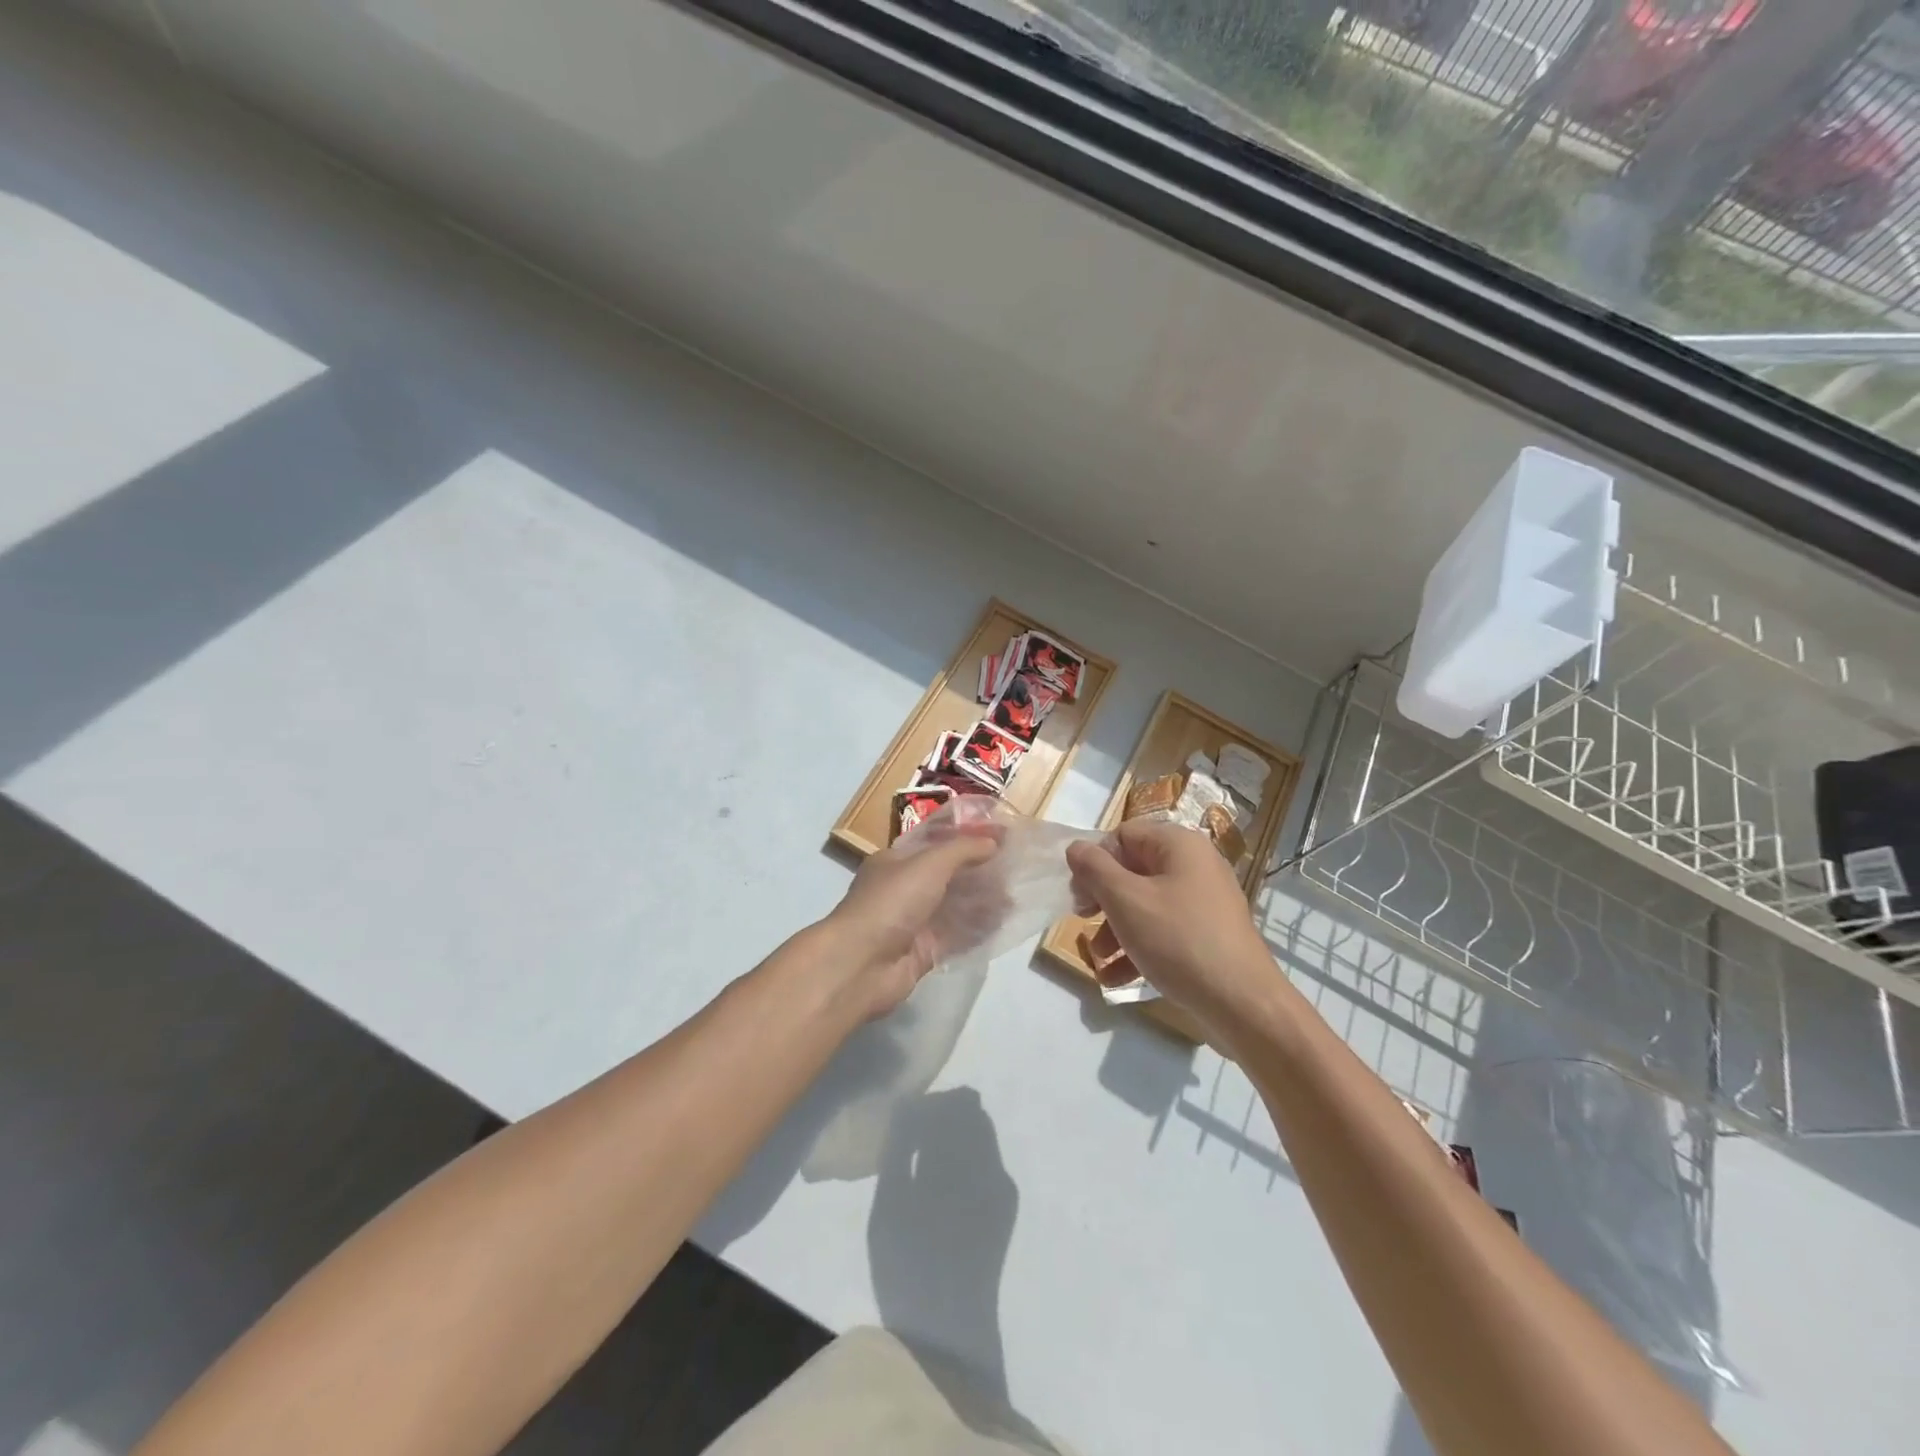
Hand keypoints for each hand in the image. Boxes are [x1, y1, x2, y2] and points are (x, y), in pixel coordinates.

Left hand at [825, 810, 1001, 1018]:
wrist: (862, 964)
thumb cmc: (892, 902)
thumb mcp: (929, 863)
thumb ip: (963, 850)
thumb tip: (994, 842)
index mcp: (896, 861)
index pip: (937, 843)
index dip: (969, 838)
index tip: (1003, 835)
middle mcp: (904, 889)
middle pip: (950, 875)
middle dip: (981, 871)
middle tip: (1016, 868)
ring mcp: (914, 923)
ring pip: (956, 907)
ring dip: (983, 900)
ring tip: (1016, 896)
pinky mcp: (924, 952)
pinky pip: (957, 937)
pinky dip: (979, 929)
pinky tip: (1005, 922)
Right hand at [1065, 820, 1274, 1029]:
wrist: (1243, 1004)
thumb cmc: (1179, 940)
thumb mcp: (1126, 900)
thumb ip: (1094, 869)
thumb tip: (1076, 847)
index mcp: (1179, 845)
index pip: (1123, 836)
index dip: (1095, 861)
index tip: (1080, 895)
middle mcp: (1195, 865)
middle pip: (1133, 870)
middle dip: (1103, 899)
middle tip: (1083, 921)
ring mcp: (1204, 902)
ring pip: (1145, 904)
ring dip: (1115, 929)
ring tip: (1098, 958)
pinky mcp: (1208, 934)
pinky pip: (1164, 930)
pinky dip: (1138, 948)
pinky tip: (1115, 978)